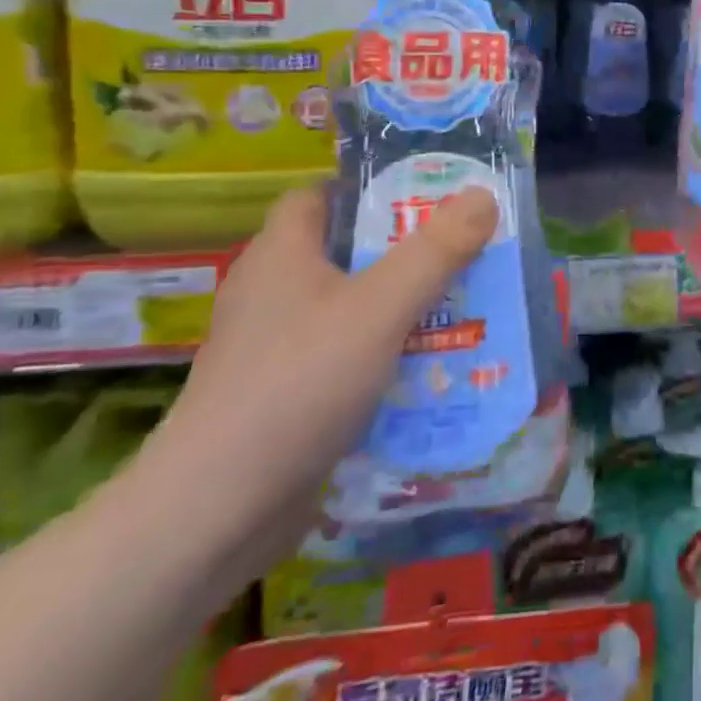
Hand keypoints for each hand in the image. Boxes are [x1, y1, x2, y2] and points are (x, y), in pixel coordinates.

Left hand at [132, 183, 496, 584]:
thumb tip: (483, 194)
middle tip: (465, 253)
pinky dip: (385, 356)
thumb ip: (435, 251)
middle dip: (407, 252)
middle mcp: (273, 292)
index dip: (370, 189)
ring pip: (351, 309)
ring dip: (403, 308)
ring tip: (464, 308)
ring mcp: (275, 348)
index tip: (427, 198)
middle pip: (346, 252)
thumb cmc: (299, 384)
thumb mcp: (380, 309)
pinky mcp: (285, 395)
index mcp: (282, 253)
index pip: (321, 196)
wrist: (217, 511)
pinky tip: (429, 371)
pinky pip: (345, 356)